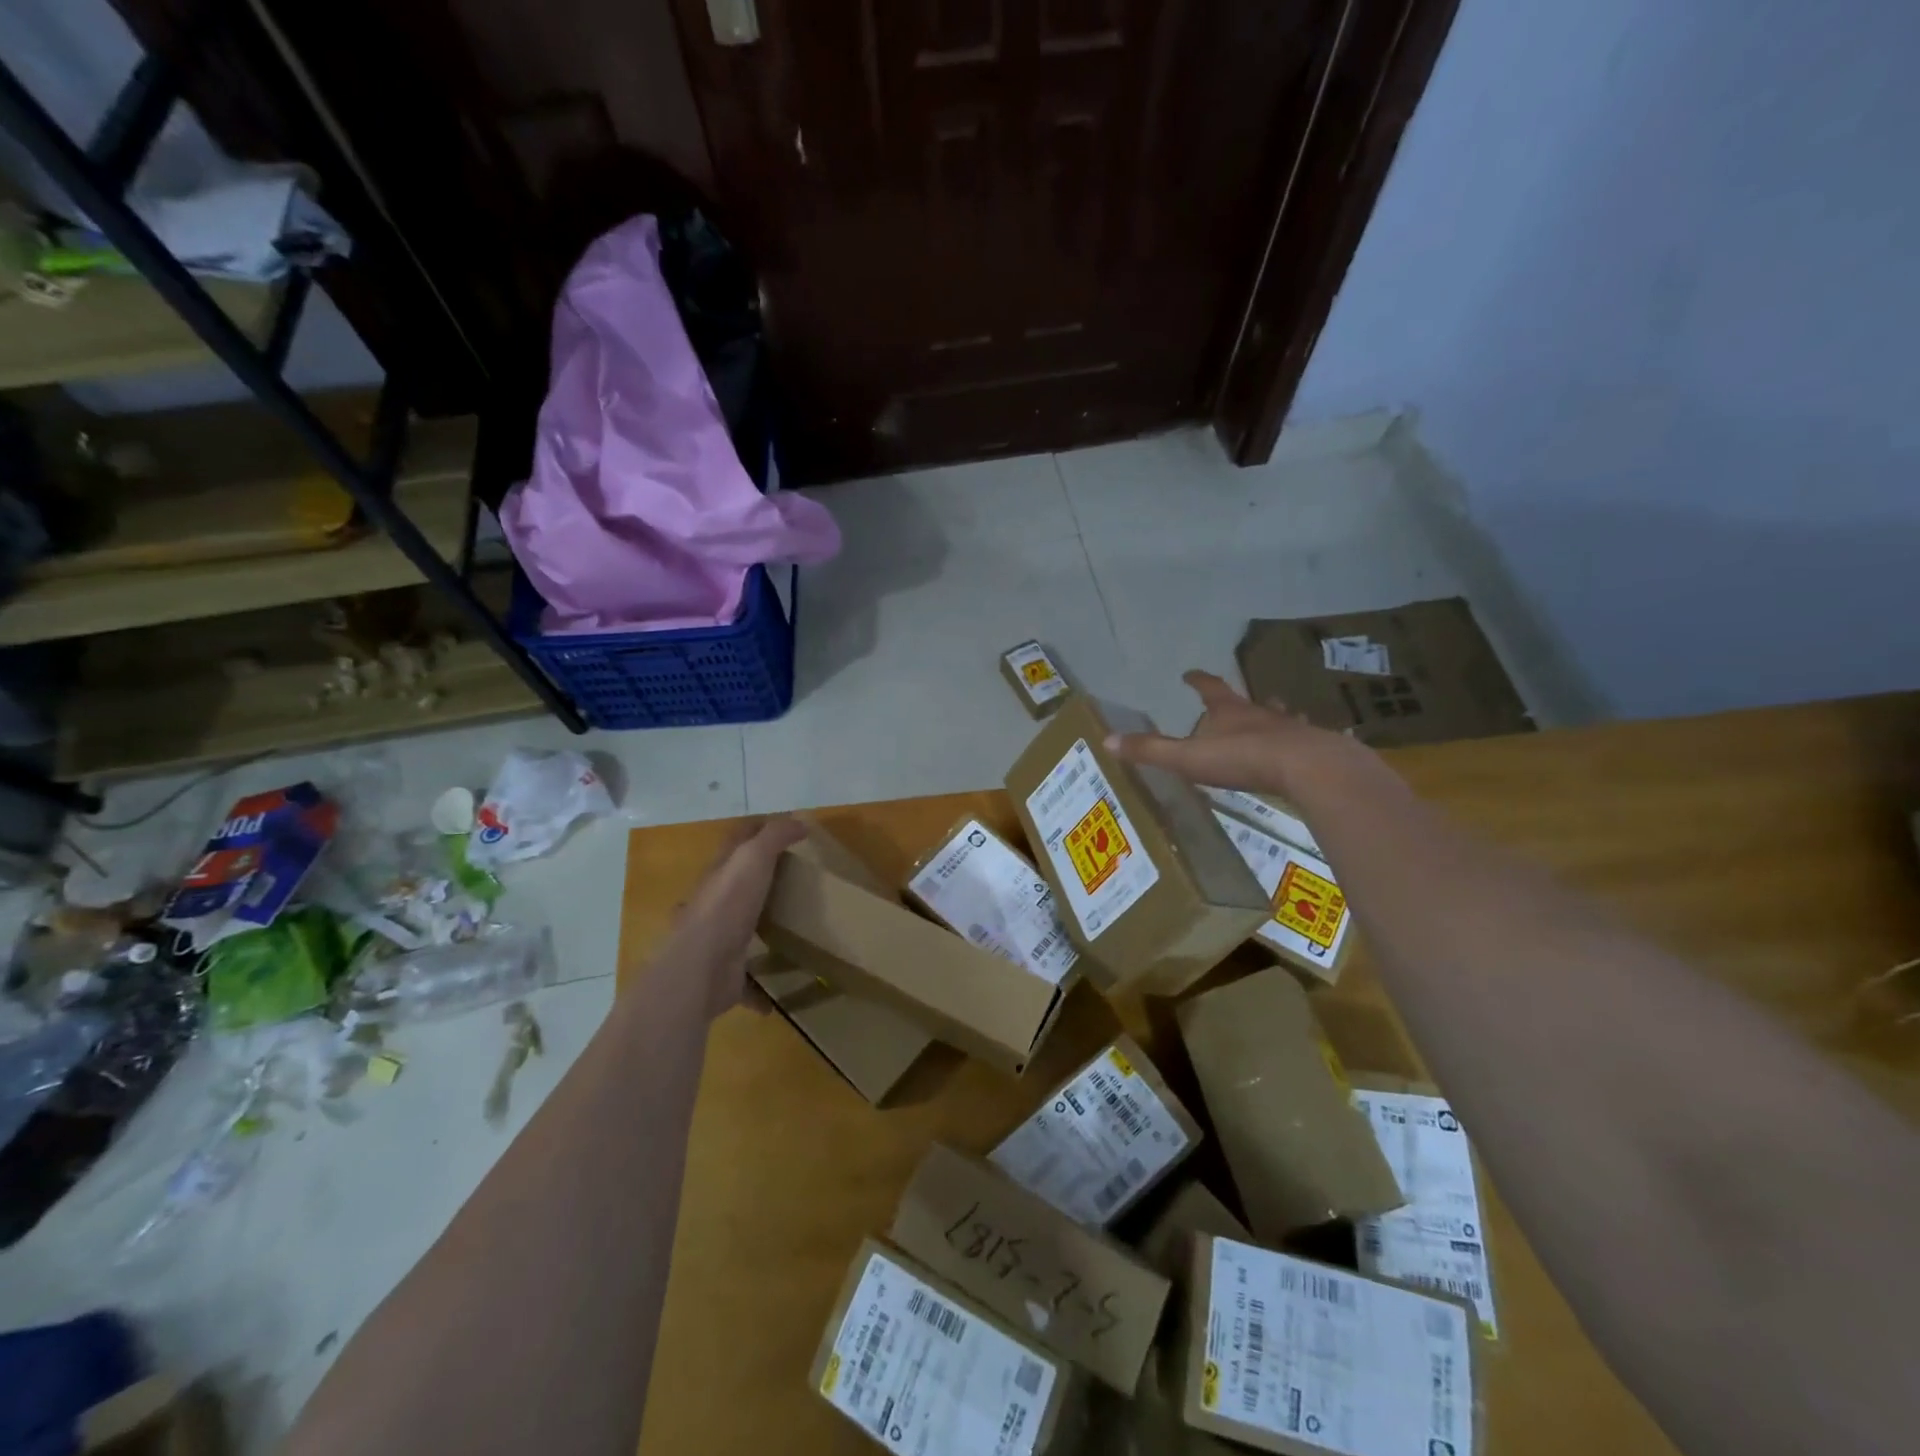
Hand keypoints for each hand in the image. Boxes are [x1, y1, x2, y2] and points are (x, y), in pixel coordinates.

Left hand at [665, 817, 807, 1019]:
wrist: (699, 968)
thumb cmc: (727, 906)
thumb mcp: (753, 858)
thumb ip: (775, 837)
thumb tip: (800, 822)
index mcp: (719, 875)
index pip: (736, 842)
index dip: (756, 830)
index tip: (783, 828)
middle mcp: (713, 906)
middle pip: (733, 887)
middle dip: (754, 882)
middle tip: (789, 881)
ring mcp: (716, 943)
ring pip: (736, 932)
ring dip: (753, 932)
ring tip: (783, 932)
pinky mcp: (724, 977)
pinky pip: (745, 984)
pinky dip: (757, 991)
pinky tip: (775, 998)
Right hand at [1104, 670, 1360, 797]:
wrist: (1308, 767)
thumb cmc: (1243, 758)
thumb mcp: (1187, 758)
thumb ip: (1151, 751)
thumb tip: (1107, 740)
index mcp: (1228, 710)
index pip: (1209, 687)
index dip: (1198, 680)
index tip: (1189, 673)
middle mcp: (1259, 712)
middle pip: (1247, 700)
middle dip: (1238, 701)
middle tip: (1235, 701)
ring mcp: (1290, 729)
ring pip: (1280, 716)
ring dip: (1275, 716)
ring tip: (1277, 717)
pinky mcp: (1314, 748)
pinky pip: (1306, 741)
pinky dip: (1302, 742)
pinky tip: (1307, 750)